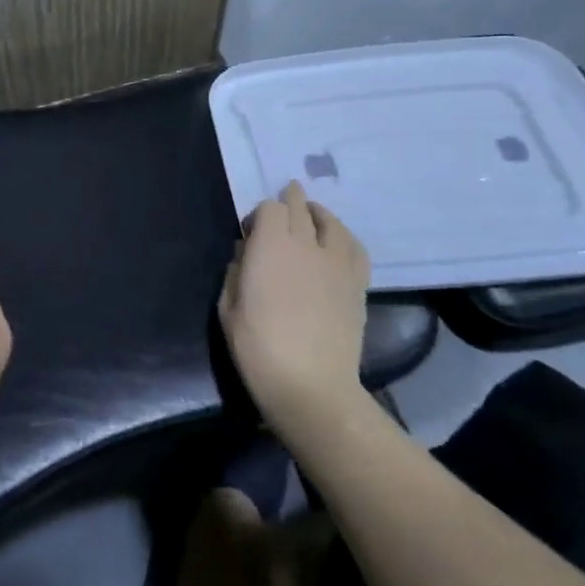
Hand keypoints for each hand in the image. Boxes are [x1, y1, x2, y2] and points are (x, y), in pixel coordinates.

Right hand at [219, 181, 370, 437]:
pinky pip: (354, 247)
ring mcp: (336, 263)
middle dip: (290, 199)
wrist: (311, 385)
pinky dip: (344, 237)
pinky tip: (337, 242)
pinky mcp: (357, 283)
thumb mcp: (228, 308)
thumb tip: (246, 254)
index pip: (270, 208)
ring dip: (318, 214)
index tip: (251, 232)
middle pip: (300, 207)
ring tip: (311, 215)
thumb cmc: (258, 348)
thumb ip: (235, 272)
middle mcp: (305, 244)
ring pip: (331, 222)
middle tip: (284, 201)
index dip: (260, 214)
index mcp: (270, 246)